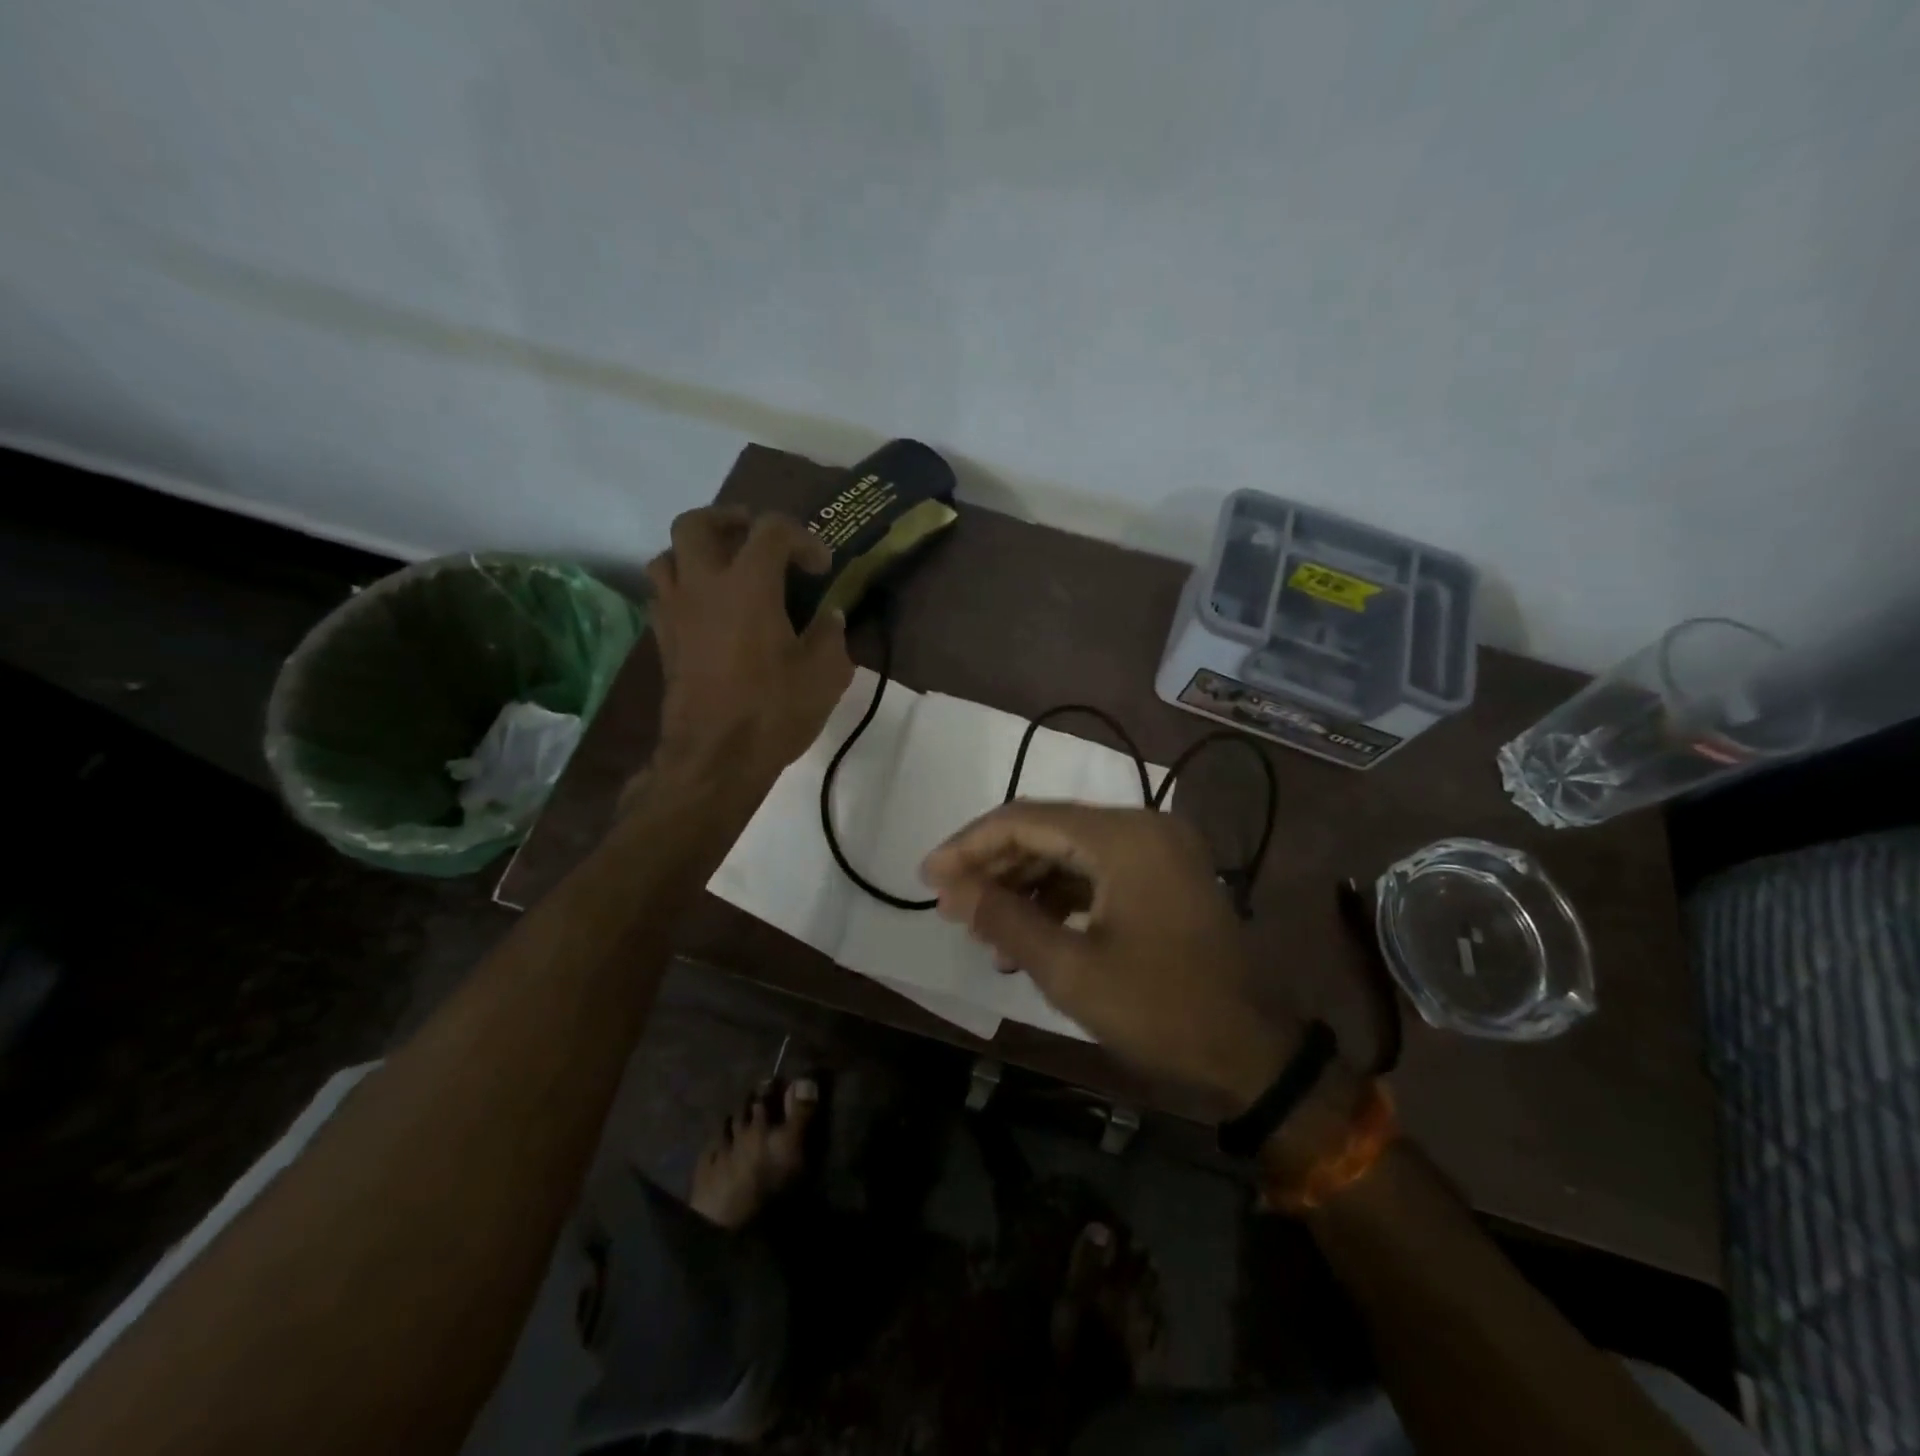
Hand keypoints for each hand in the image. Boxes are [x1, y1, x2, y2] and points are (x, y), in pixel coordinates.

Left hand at [644, 506, 852, 781]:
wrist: (715, 758)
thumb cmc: (773, 710)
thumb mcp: (825, 674)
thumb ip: (831, 635)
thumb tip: (830, 617)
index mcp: (748, 584)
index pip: (771, 530)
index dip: (802, 538)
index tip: (821, 567)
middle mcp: (703, 586)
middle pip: (697, 523)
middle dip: (728, 520)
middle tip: (754, 537)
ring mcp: (675, 612)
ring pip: (668, 555)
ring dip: (697, 552)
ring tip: (725, 570)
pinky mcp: (663, 640)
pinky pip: (664, 595)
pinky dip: (685, 589)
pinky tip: (709, 611)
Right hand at [920, 803, 1303, 1119]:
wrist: (1255, 1055)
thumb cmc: (1161, 1009)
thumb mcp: (1070, 969)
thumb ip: (1004, 919)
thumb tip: (949, 888)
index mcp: (1124, 836)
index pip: (1025, 820)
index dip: (969, 845)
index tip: (927, 877)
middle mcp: (1143, 826)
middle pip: (1047, 829)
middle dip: (994, 865)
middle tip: (951, 904)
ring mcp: (1159, 850)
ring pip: (1070, 851)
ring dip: (1024, 883)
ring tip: (984, 928)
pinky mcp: (1165, 876)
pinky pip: (1097, 871)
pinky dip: (1059, 896)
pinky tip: (1029, 934)